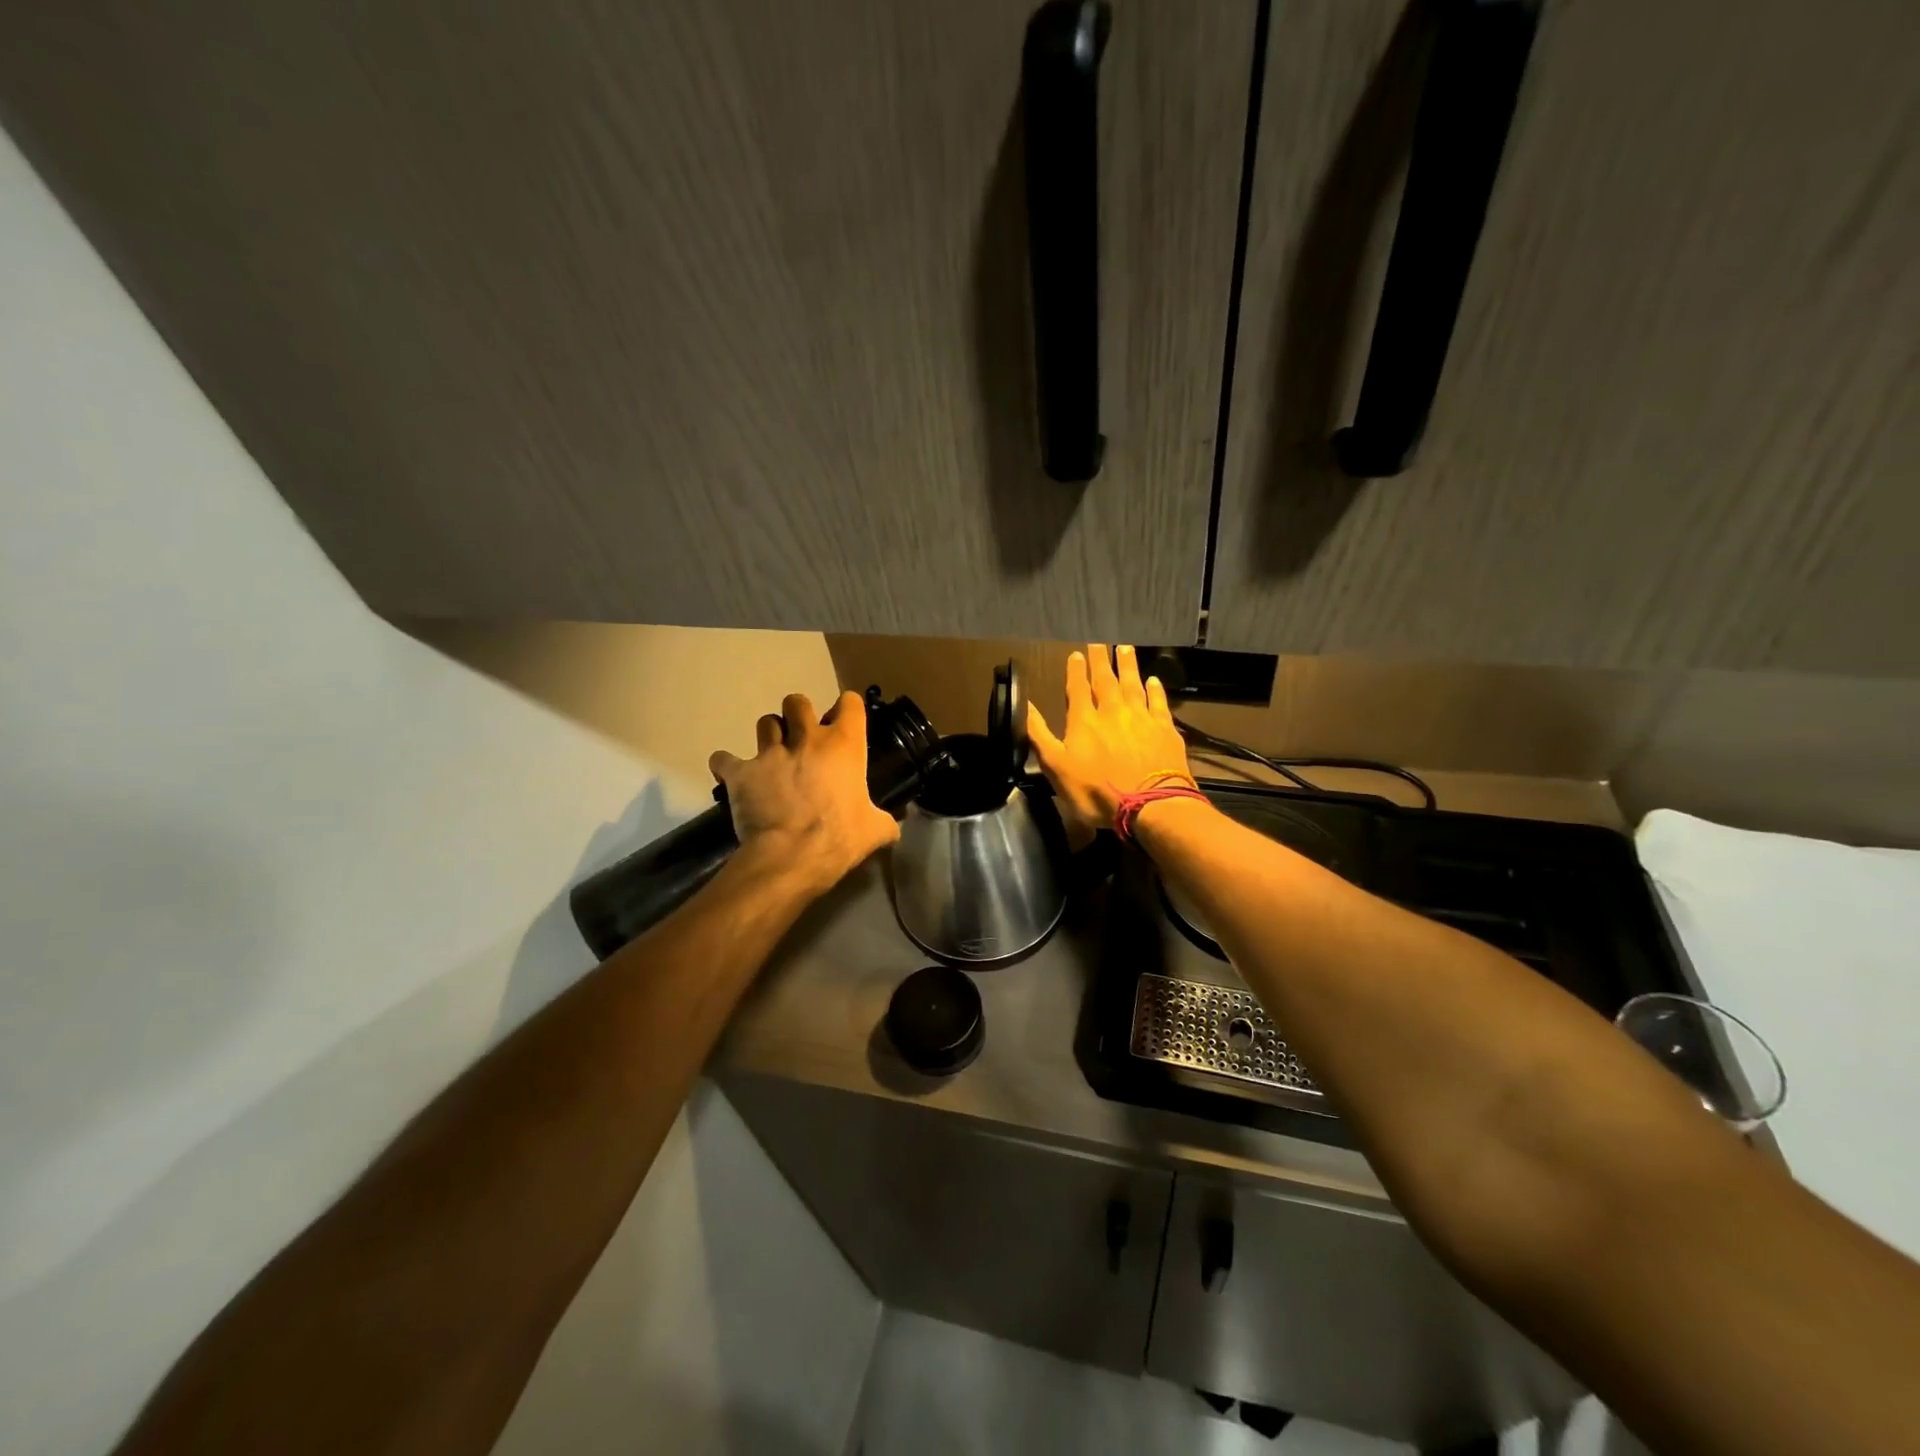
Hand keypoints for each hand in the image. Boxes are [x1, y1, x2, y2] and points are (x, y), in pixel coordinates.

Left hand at [709, 691, 900, 892]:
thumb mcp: (874, 831)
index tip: (846, 724)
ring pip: (764, 722)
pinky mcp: (740, 772)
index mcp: (843, 744)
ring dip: (769, 735)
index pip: (849, 703)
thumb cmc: (840, 837)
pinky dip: (726, 765)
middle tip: (802, 737)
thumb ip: (885, 822)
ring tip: (771, 754)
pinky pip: (723, 759)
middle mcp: (806, 738)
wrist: (791, 856)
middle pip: (798, 701)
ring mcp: (770, 752)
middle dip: (798, 714)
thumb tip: (894, 828)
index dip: (847, 710)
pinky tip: (731, 775)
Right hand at [1027, 644, 1193, 839]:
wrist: (1150, 805)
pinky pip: (1159, 702)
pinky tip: (1153, 681)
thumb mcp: (1057, 768)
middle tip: (1100, 642)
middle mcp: (1113, 711)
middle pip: (1106, 680)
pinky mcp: (1165, 729)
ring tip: (1125, 649)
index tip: (1076, 654)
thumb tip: (1025, 706)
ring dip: (1128, 666)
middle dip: (1101, 660)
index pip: (1078, 689)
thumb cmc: (1097, 791)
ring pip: (1133, 684)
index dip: (1076, 671)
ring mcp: (1141, 718)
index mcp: (1084, 721)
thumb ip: (1040, 736)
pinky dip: (1155, 690)